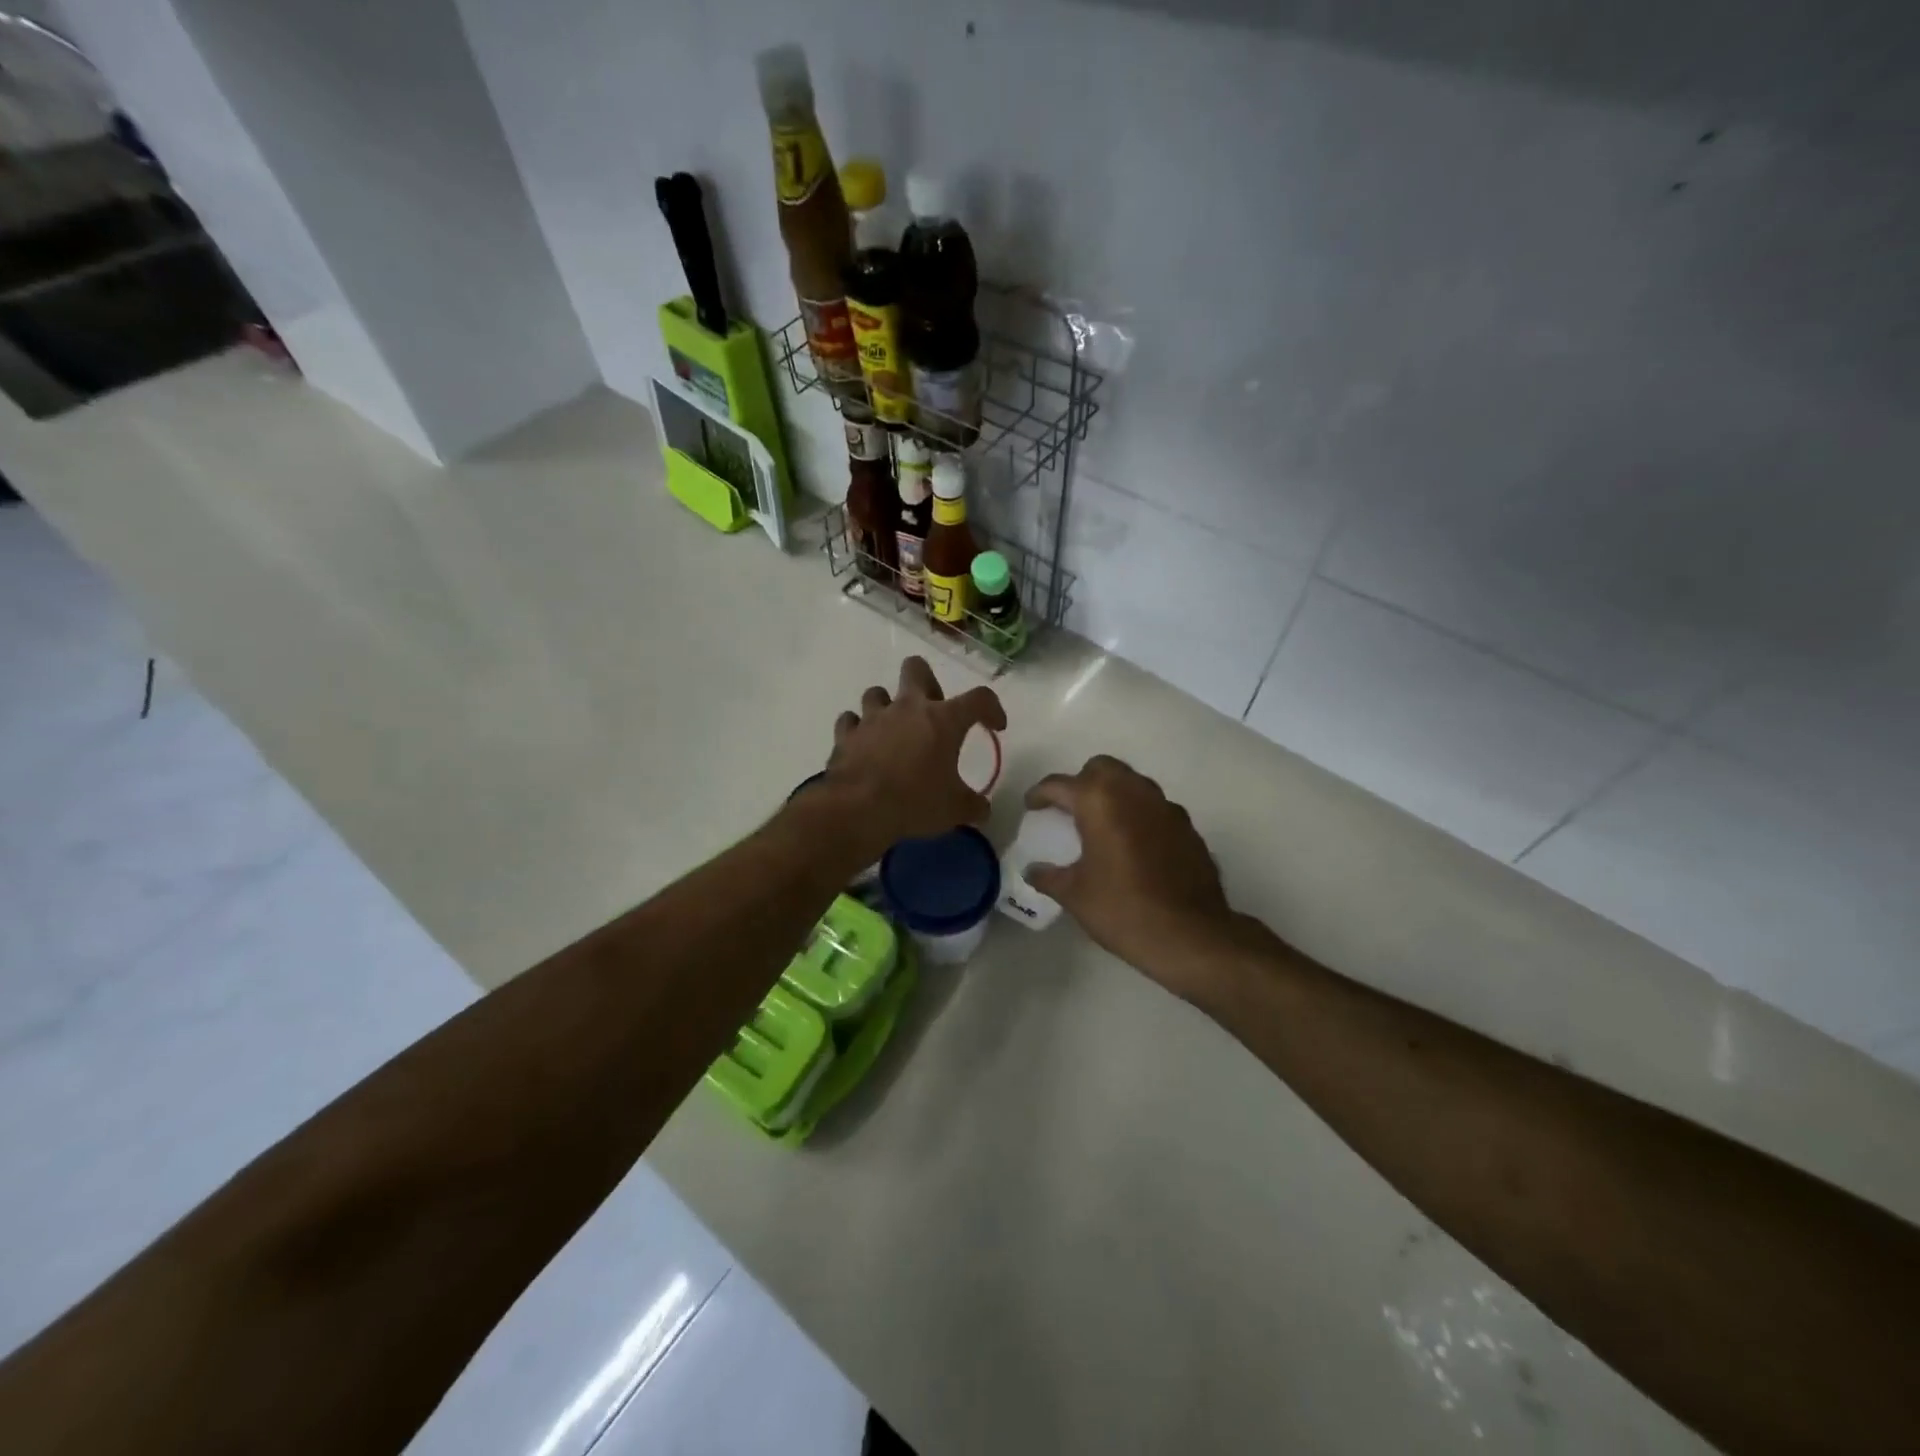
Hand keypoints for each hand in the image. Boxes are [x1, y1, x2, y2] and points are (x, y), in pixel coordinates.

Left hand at [822, 657, 1006, 859]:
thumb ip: (973, 805)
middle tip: (932, 713)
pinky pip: (850, 721)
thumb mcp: (955, 810)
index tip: (995, 726)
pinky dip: (857, 730)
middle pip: (916, 668)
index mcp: (943, 720)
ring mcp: (873, 717)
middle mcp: (908, 708)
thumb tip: (982, 809)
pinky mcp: (846, 734)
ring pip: (878, 692)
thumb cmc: (915, 803)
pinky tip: (863, 744)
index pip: (979, 699)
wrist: (858, 810)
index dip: (992, 708)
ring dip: (887, 707)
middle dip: (926, 683)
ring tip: (893, 731)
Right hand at [1025, 756, 1239, 1001]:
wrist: (1190, 936)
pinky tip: (1134, 846)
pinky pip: (1155, 808)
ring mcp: (1165, 807)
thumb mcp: (1075, 895)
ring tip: (1102, 826)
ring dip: (1114, 794)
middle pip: (1101, 768)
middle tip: (1071, 810)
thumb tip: (1033, 871)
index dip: (1040, 794)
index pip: (1060, 784)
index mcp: (1099, 801)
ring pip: (1133, 783)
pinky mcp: (1187, 827)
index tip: (1032, 806)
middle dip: (1082, 782)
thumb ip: (1049, 876)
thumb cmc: (1123, 910)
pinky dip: (1139, 815)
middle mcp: (1134, 792)